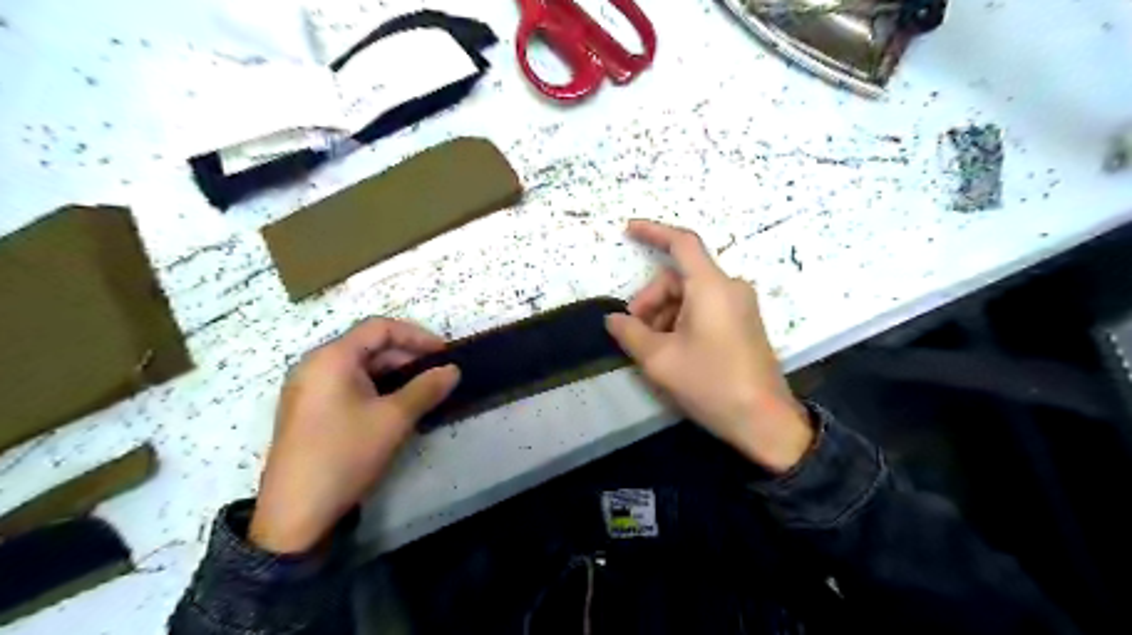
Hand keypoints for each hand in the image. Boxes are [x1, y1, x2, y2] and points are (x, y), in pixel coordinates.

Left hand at [249, 320, 456, 551]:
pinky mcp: (308, 411)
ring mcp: (308, 389)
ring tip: (422, 391)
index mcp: (332, 358)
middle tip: (437, 374)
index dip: (416, 335)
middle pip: (368, 346)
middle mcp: (315, 365)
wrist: (295, 513)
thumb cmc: (346, 454)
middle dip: (407, 356)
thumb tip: (453, 370)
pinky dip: (376, 389)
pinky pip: (348, 386)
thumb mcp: (394, 419)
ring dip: (394, 374)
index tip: (444, 353)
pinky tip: (395, 407)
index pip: (379, 328)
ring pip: (359, 368)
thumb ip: (426, 388)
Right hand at [610, 220, 814, 472]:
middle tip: (634, 331)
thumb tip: (613, 319)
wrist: (764, 421)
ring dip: (665, 314)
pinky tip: (673, 349)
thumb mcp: (660, 359)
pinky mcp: (744, 322)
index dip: (653, 232)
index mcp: (711, 287)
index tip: (628, 230)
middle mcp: (730, 287)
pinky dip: (682, 320)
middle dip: (651, 300)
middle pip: (679, 277)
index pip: (681, 243)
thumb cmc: (710, 384)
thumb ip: (630, 333)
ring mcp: (740, 305)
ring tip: (653, 348)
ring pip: (690, 295)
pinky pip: (705, 308)